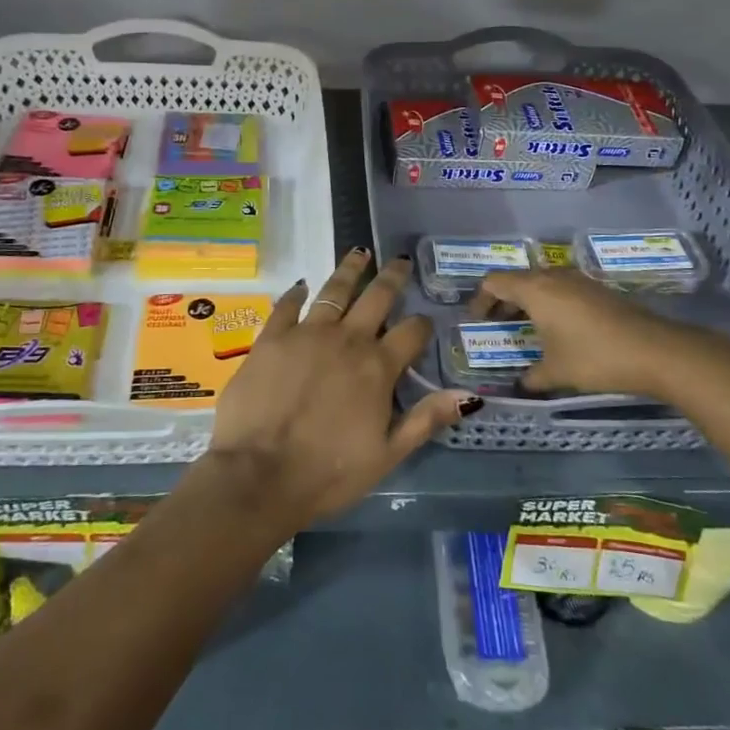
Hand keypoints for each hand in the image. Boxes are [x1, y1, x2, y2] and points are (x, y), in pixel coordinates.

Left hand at [206, 249, 475, 530]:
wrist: (259, 476)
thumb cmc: (329, 472)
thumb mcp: (387, 455)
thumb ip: (426, 420)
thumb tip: (469, 396)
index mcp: (377, 367)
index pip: (411, 333)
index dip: (422, 325)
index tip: (425, 322)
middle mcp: (347, 339)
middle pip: (377, 297)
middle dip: (392, 277)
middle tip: (401, 261)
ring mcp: (307, 333)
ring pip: (334, 290)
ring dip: (350, 270)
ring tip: (359, 253)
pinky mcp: (271, 337)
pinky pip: (287, 305)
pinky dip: (297, 293)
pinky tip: (302, 285)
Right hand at [474, 268, 729, 398]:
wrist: (655, 350)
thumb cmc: (595, 357)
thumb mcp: (556, 373)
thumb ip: (532, 377)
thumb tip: (521, 385)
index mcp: (535, 289)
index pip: (494, 282)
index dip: (480, 300)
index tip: (476, 322)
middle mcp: (553, 276)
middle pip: (517, 279)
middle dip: (502, 301)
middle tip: (496, 326)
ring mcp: (578, 280)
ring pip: (541, 282)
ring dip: (527, 301)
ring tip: (525, 329)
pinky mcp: (598, 289)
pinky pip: (561, 289)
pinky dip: (549, 303)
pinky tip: (557, 329)